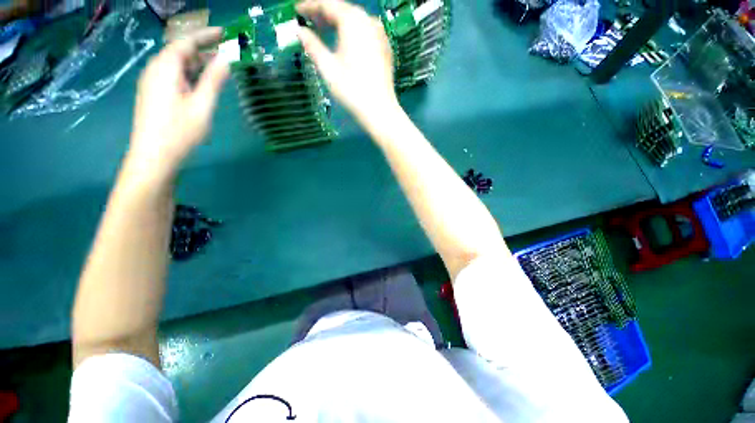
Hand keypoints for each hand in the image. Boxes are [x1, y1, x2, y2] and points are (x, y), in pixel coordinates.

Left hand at [129, 27, 228, 178]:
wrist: (154, 155)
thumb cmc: (180, 131)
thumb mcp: (202, 105)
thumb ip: (213, 80)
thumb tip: (226, 59)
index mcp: (165, 68)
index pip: (185, 42)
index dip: (205, 35)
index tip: (224, 33)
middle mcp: (155, 70)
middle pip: (179, 51)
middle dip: (201, 48)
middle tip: (224, 50)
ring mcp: (152, 82)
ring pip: (176, 64)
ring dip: (196, 62)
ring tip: (217, 66)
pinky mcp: (154, 94)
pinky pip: (172, 75)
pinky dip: (189, 73)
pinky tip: (201, 81)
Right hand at [296, 0, 398, 122]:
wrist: (379, 110)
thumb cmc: (352, 90)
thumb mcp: (328, 68)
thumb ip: (312, 45)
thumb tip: (299, 31)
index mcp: (353, 21)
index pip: (328, 4)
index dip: (310, 6)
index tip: (297, 12)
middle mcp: (369, 22)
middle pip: (344, 10)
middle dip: (325, 14)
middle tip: (310, 22)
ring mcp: (380, 35)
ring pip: (356, 21)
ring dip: (339, 23)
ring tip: (325, 31)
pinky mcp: (385, 48)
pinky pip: (366, 32)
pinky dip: (353, 33)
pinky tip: (346, 43)